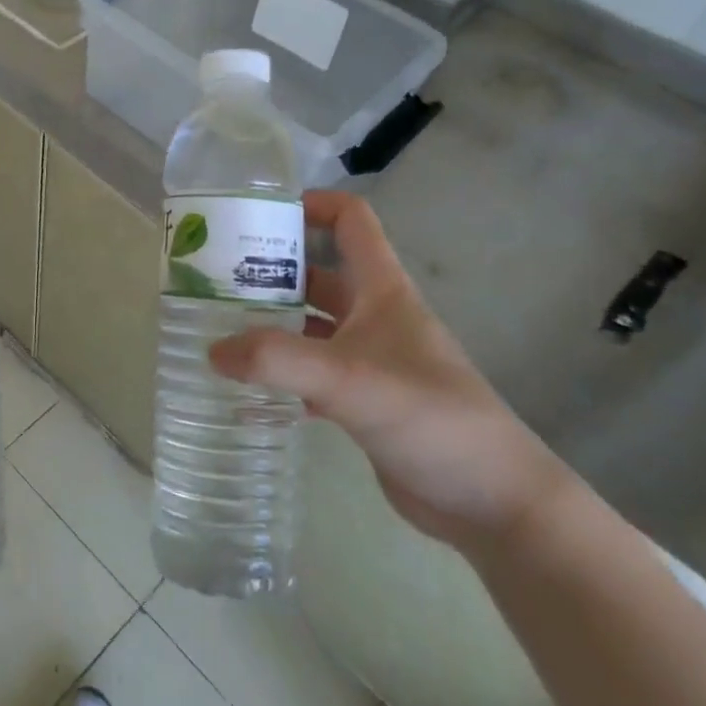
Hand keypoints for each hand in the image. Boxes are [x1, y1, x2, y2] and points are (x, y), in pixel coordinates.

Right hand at [209, 190, 570, 557]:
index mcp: (382, 291)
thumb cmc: (430, 418)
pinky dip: (282, 374)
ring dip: (272, 323)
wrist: (492, 501)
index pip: (351, 221)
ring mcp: (370, 361)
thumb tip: (213, 350)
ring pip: (312, 326)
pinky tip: (247, 387)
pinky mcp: (364, 402)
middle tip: (215, 278)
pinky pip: (312, 373)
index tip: (260, 214)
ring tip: (219, 327)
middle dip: (272, 270)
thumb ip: (277, 361)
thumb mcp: (348, 379)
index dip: (313, 204)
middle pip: (319, 274)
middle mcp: (376, 317)